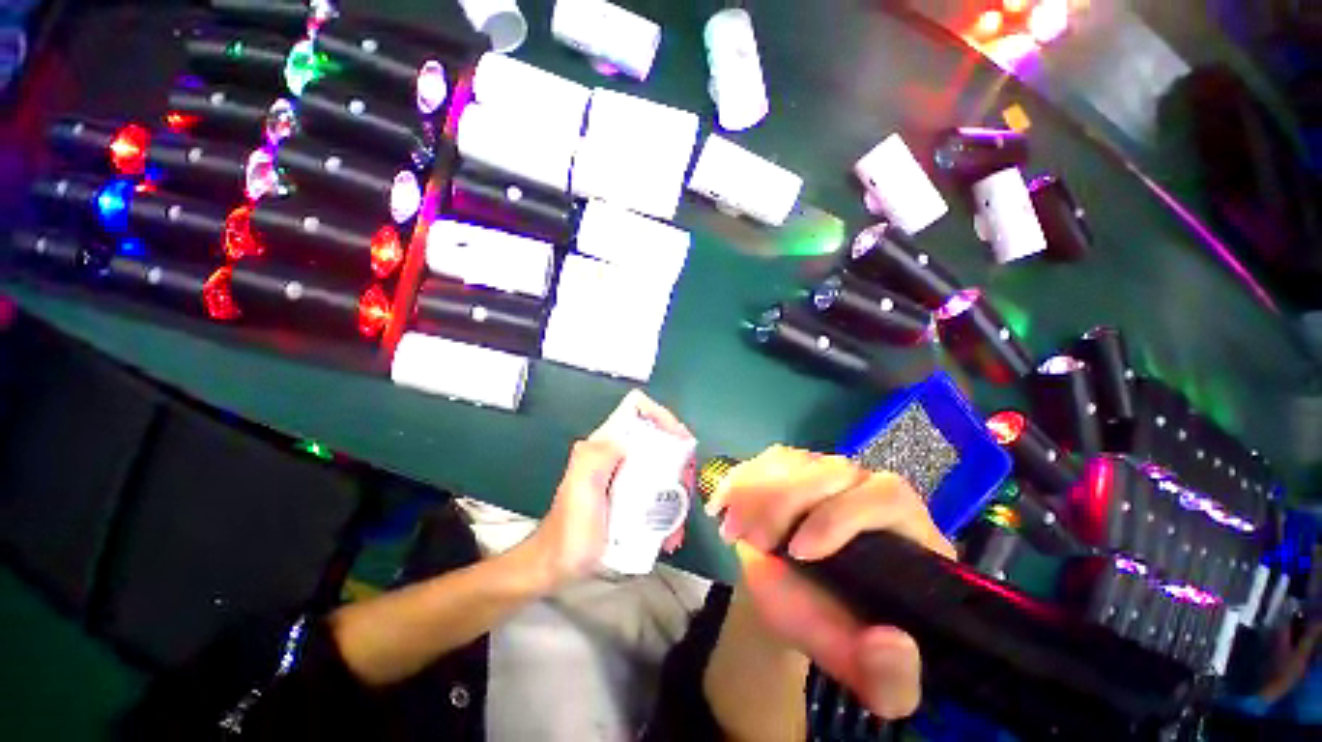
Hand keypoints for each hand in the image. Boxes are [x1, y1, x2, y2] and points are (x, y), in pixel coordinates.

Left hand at [524, 391, 693, 590]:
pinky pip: (659, 491)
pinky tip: (671, 531)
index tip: (682, 441)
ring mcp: (625, 475)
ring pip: (663, 465)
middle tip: (686, 485)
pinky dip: (670, 507)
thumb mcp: (580, 490)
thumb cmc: (570, 532)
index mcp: (605, 445)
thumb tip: (627, 441)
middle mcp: (617, 454)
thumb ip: (596, 458)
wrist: (558, 567)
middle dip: (678, 458)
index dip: (662, 417)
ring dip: (678, 487)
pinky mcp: (631, 496)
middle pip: (657, 438)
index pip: (637, 410)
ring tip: (679, 517)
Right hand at [706, 446, 955, 719]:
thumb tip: (891, 643)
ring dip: (753, 490)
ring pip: (792, 460)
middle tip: (750, 542)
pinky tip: (722, 506)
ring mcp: (825, 474)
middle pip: (829, 469)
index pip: (886, 496)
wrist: (801, 602)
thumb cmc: (841, 631)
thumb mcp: (871, 674)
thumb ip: (893, 678)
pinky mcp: (792, 469)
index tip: (798, 553)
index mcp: (905, 532)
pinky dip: (739, 480)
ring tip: (731, 531)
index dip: (841, 516)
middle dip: (782, 502)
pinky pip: (765, 460)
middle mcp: (866, 490)